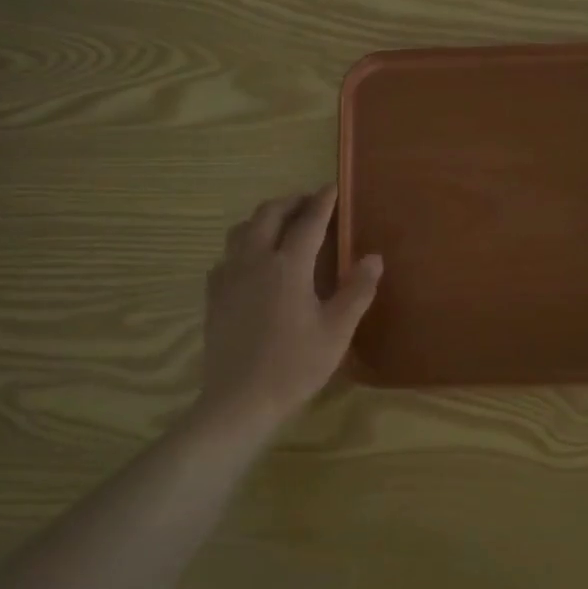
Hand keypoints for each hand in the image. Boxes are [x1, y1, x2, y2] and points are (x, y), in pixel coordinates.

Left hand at [199, 187, 381, 435]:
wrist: (239, 401)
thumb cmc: (295, 365)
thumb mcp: (337, 330)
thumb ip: (358, 290)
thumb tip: (373, 256)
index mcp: (288, 266)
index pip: (309, 221)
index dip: (323, 202)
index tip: (333, 187)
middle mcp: (255, 260)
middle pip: (269, 214)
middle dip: (291, 202)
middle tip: (309, 202)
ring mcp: (229, 276)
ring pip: (242, 230)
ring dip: (263, 218)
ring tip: (281, 224)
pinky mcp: (214, 295)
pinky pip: (227, 255)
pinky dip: (243, 245)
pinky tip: (252, 261)